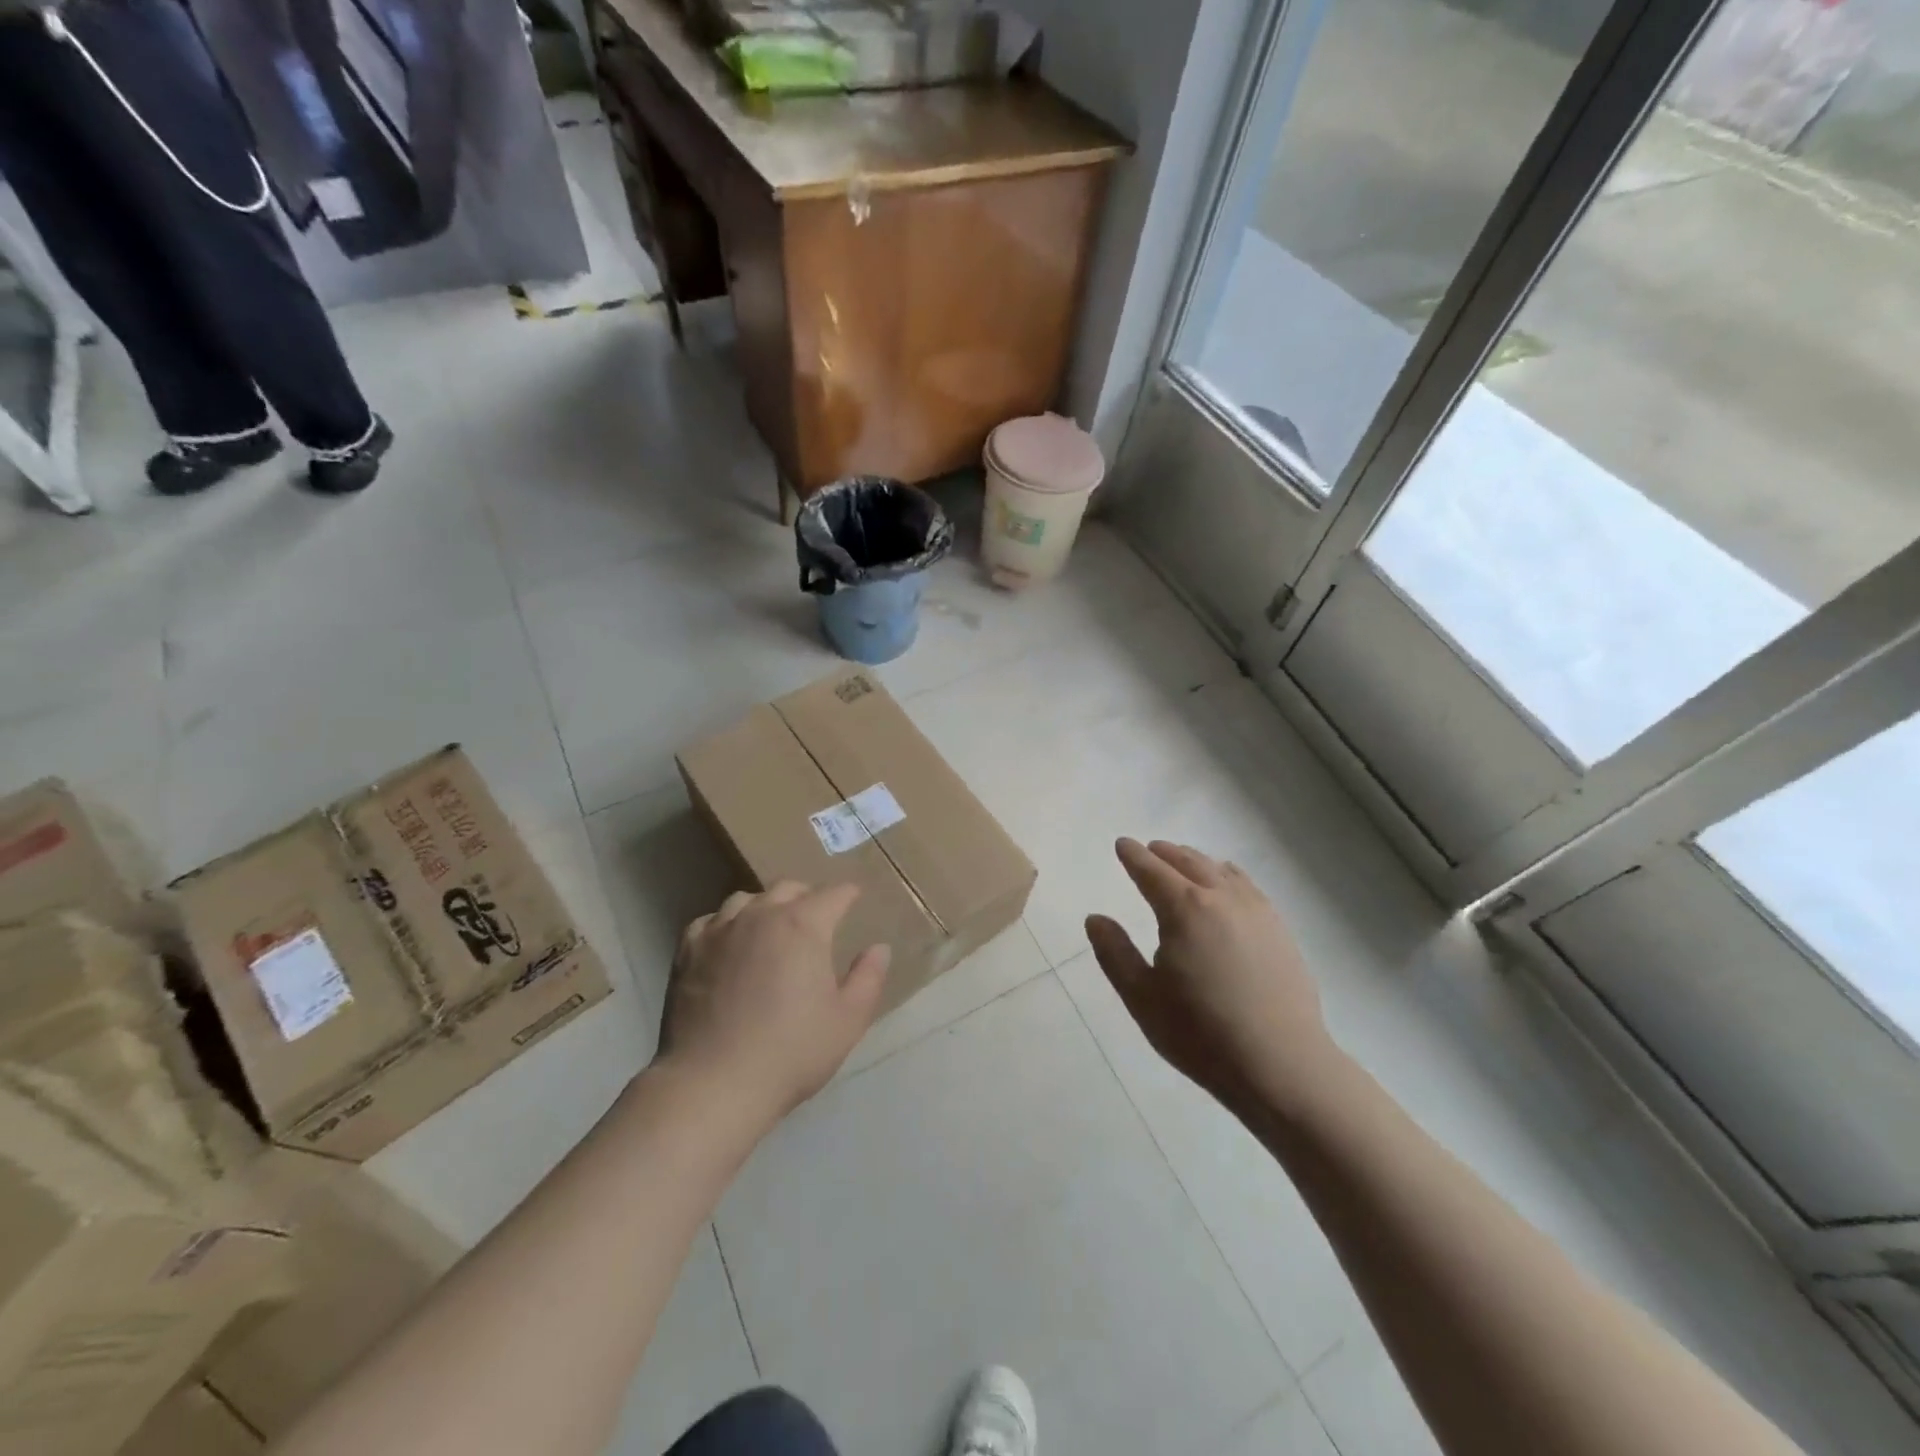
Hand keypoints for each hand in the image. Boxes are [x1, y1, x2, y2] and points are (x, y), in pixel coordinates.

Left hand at [659, 882, 890, 1124]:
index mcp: (804, 925)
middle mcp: (761, 915)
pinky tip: (730, 943)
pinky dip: (727, 924)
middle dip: (808, 895)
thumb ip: (868, 978)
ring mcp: (720, 929)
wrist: (713, 1084)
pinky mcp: (688, 950)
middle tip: (817, 916)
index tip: (854, 898)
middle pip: (788, 888)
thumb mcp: (847, 1021)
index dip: (848, 894)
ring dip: (766, 906)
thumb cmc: (791, 1052)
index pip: (833, 894)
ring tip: (771, 927)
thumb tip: (879, 948)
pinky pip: (711, 920)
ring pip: (747, 899)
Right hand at [1086, 839, 1340, 1117]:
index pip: (1151, 871)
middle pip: (1188, 862)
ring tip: (1182, 861)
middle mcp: (1221, 898)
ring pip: (1220, 870)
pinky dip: (1226, 875)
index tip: (1122, 844)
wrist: (1281, 1065)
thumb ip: (1114, 953)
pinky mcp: (1279, 928)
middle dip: (1164, 853)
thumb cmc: (1201, 1034)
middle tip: (1149, 850)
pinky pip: (1247, 886)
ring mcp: (1256, 911)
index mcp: (1183, 910)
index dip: (1133, 856)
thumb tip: (1095, 919)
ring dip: (1195, 860)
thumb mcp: (1142, 998)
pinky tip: (1226, 885)